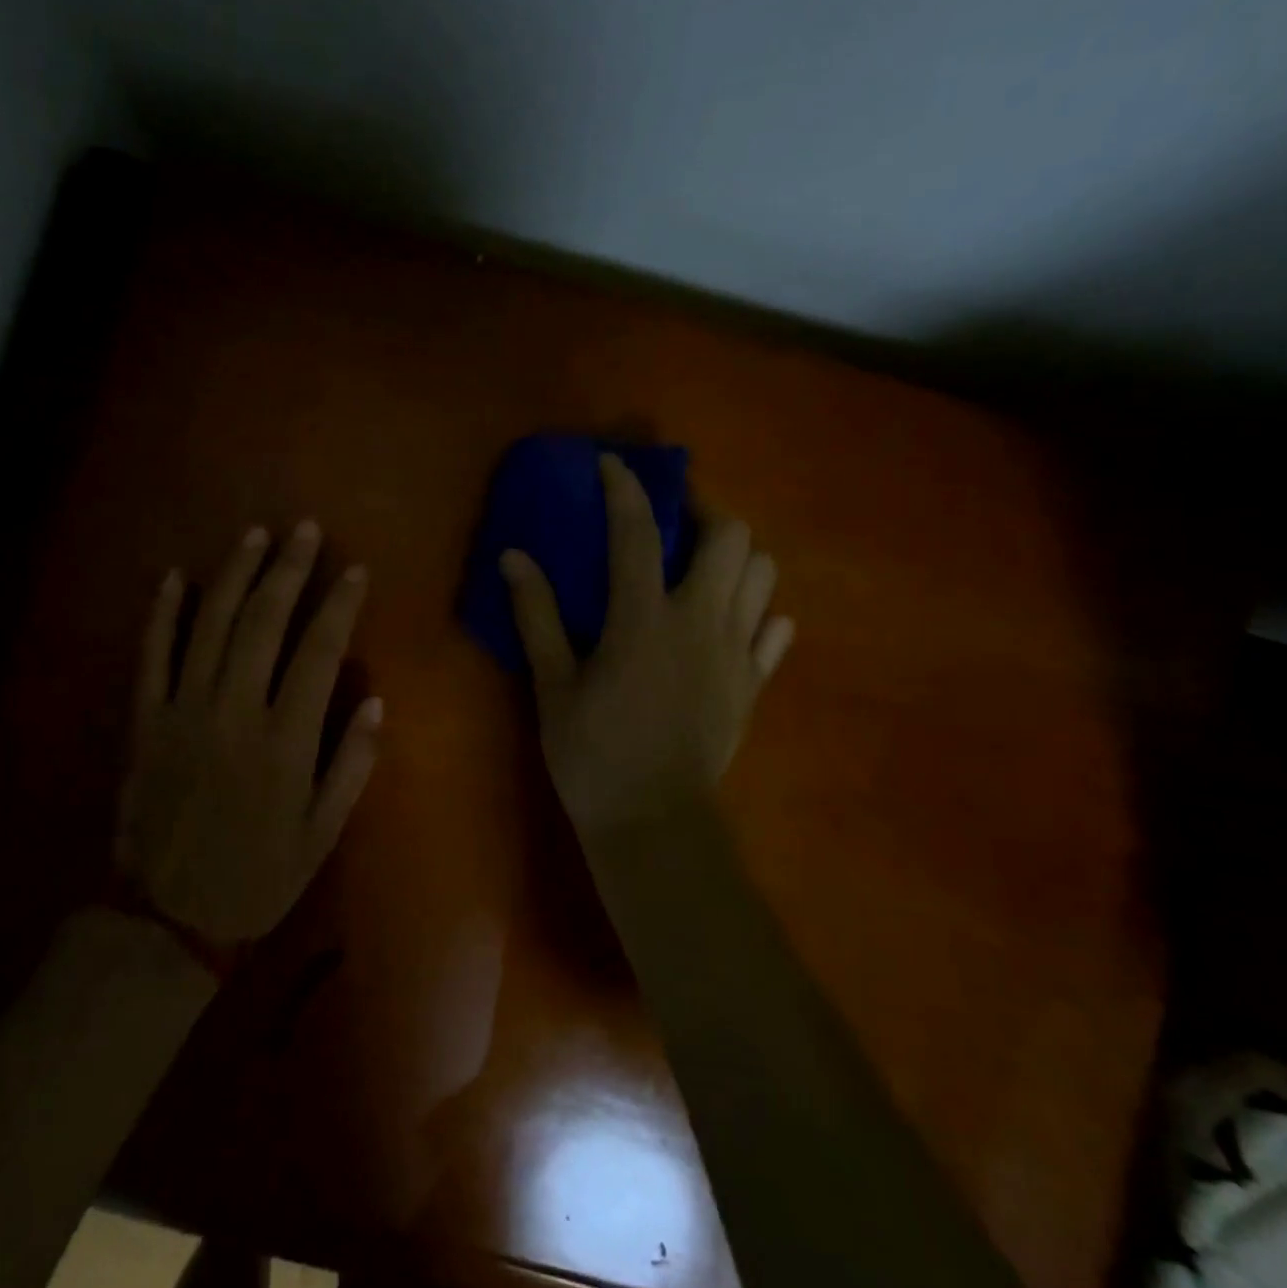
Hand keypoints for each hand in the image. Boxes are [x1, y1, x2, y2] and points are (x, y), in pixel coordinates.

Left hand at [116, 521, 381, 943]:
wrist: (168, 917)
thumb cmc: (257, 876)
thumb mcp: (322, 834)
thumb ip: (351, 765)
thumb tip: (376, 701)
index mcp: (285, 740)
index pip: (319, 652)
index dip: (338, 605)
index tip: (354, 569)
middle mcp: (234, 712)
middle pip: (263, 623)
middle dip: (288, 571)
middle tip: (305, 529)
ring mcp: (183, 711)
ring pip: (209, 626)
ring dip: (234, 575)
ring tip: (255, 535)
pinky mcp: (146, 720)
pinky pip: (152, 655)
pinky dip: (162, 613)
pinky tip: (176, 576)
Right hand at [500, 453, 792, 832]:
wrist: (654, 824)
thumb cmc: (593, 754)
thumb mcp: (552, 685)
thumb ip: (537, 616)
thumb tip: (513, 557)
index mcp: (644, 619)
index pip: (638, 532)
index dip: (625, 488)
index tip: (612, 464)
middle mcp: (701, 622)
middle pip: (732, 538)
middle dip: (706, 511)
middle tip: (675, 519)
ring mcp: (737, 653)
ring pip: (763, 576)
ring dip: (736, 556)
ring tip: (702, 564)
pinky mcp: (754, 684)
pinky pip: (774, 632)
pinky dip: (758, 612)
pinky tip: (734, 619)